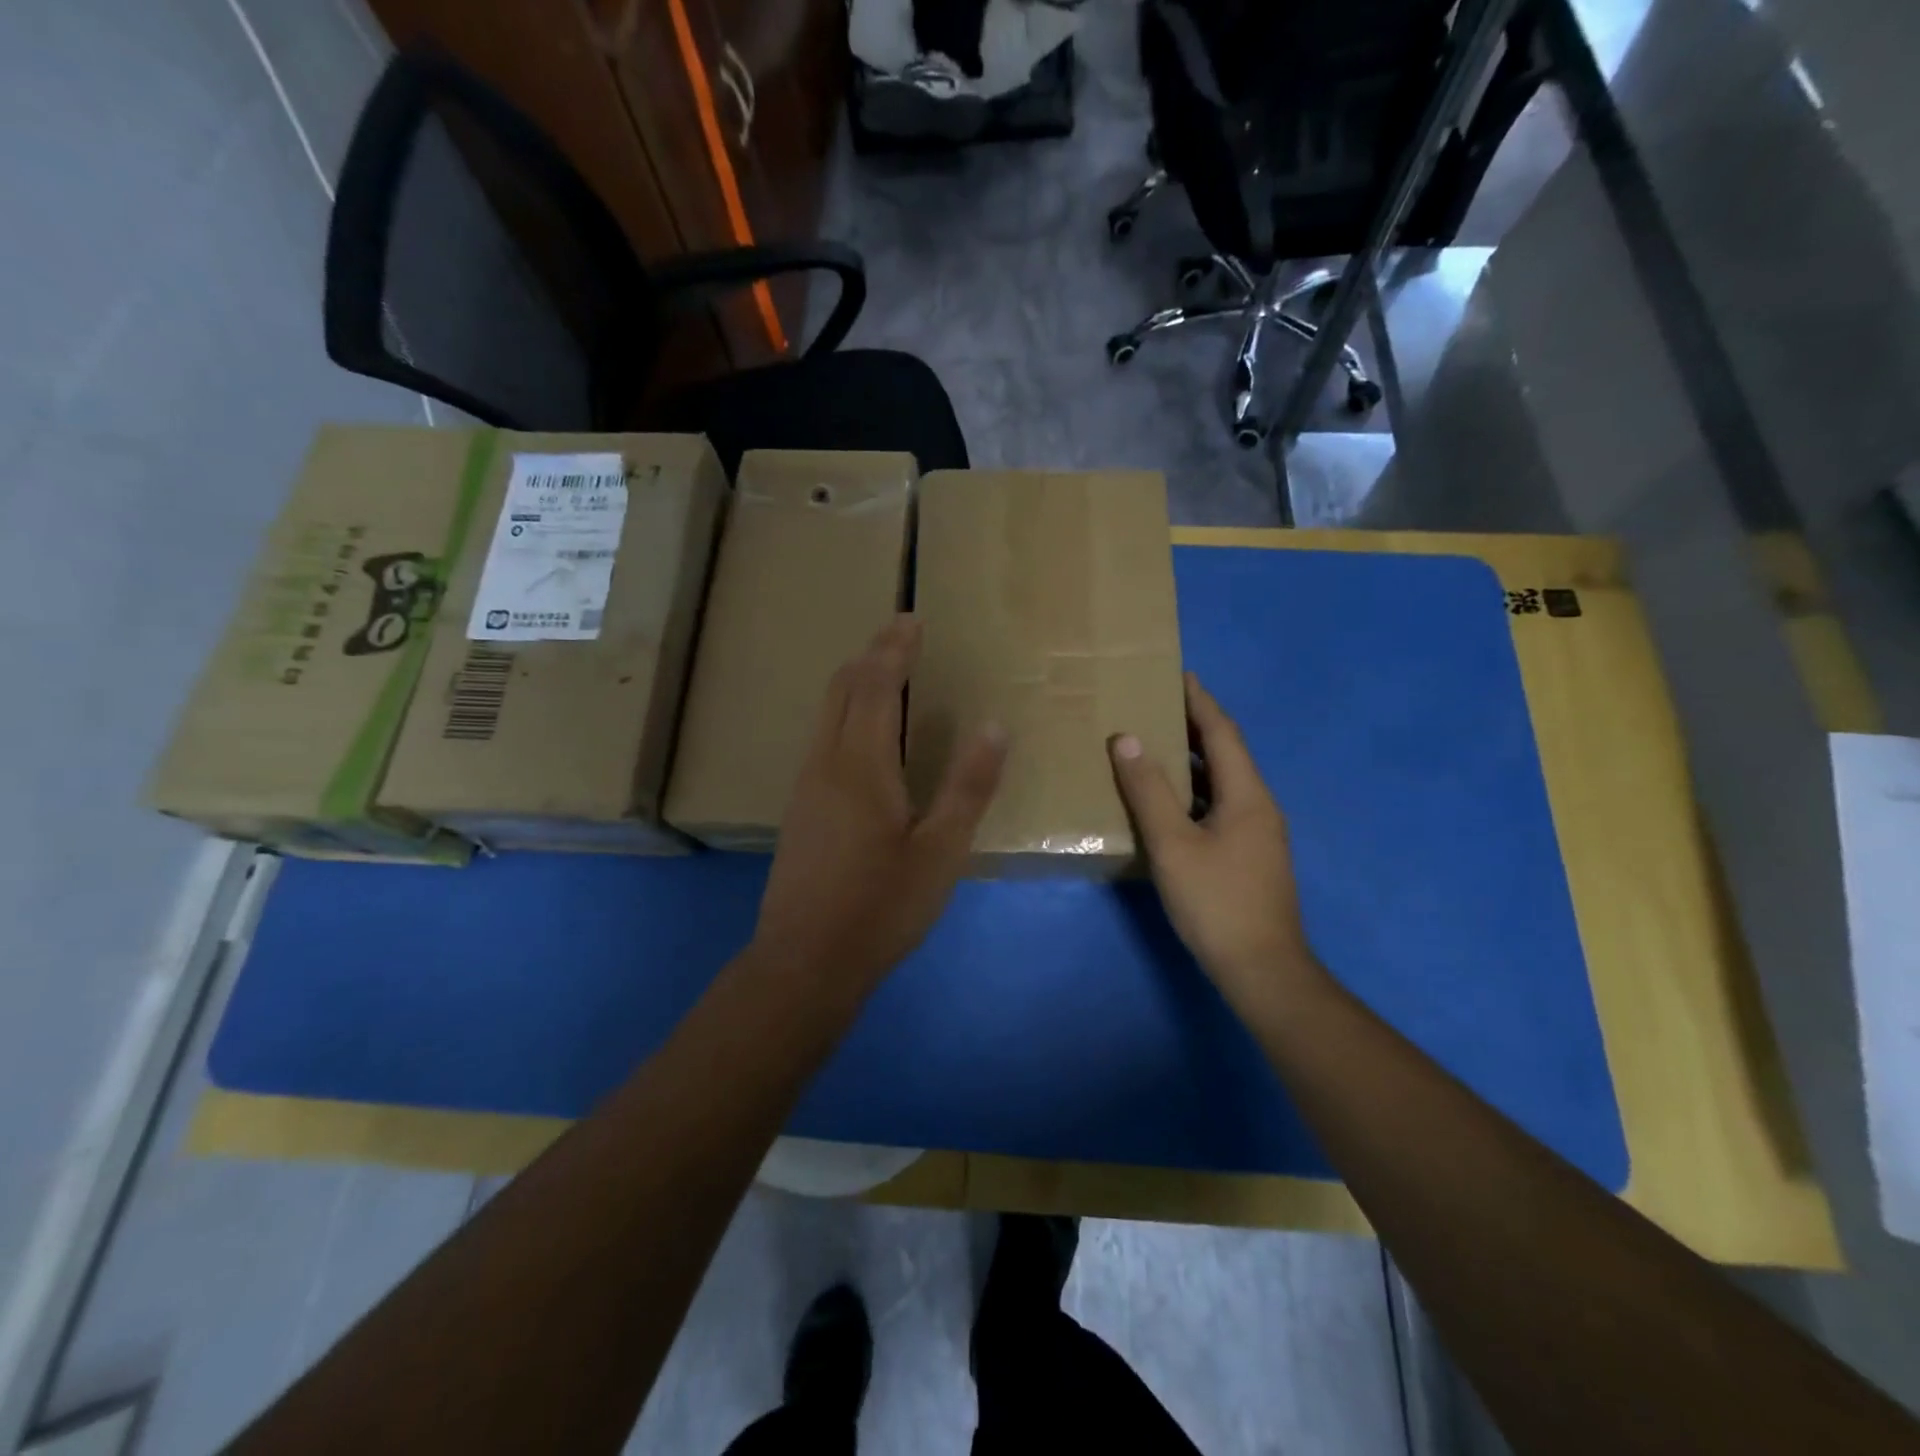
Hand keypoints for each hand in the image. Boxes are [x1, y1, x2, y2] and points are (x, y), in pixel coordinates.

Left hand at [752, 617, 1007, 996]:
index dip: (895, 649)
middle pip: (843, 689)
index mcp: (861, 764)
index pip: (877, 686)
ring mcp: (805, 784)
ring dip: (856, 683)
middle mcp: (825, 761)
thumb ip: (968, 786)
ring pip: (827, 712)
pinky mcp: (799, 808)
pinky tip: (863, 733)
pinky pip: (822, 737)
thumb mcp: (941, 851)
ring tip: (885, 673)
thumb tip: (993, 726)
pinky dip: (845, 712)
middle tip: (900, 635)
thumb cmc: (881, 908)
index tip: (911, 620)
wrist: (805, 962)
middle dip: (872, 656)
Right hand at [1109, 673, 1324, 1020]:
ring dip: (1193, 760)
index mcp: (1247, 794)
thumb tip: (1126, 739)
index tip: (1178, 674)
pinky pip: (1220, 807)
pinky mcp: (1250, 856)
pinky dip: (1194, 792)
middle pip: (1226, 754)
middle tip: (1157, 705)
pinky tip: (1169, 803)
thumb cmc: (1216, 901)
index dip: (1200, 701)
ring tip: (1156, 746)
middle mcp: (1259, 806)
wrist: (1261, 969)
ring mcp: (1258, 833)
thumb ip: (1148, 790)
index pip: (1222, 733)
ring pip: (1222, 783)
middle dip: (1194, 726)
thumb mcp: (1172, 843)